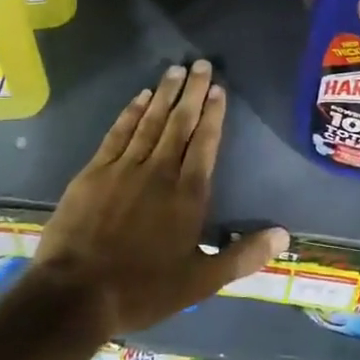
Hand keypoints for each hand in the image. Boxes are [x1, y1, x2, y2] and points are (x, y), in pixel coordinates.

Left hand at [28, 60, 288, 336]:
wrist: (75, 295)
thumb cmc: (143, 289)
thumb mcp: (200, 282)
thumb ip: (242, 256)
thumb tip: (284, 236)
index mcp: (188, 195)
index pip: (205, 143)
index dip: (213, 114)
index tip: (218, 89)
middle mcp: (160, 172)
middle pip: (180, 123)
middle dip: (193, 92)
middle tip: (201, 64)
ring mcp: (124, 169)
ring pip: (151, 122)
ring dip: (165, 94)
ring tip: (176, 70)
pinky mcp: (94, 173)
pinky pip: (118, 133)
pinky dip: (131, 113)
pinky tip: (141, 97)